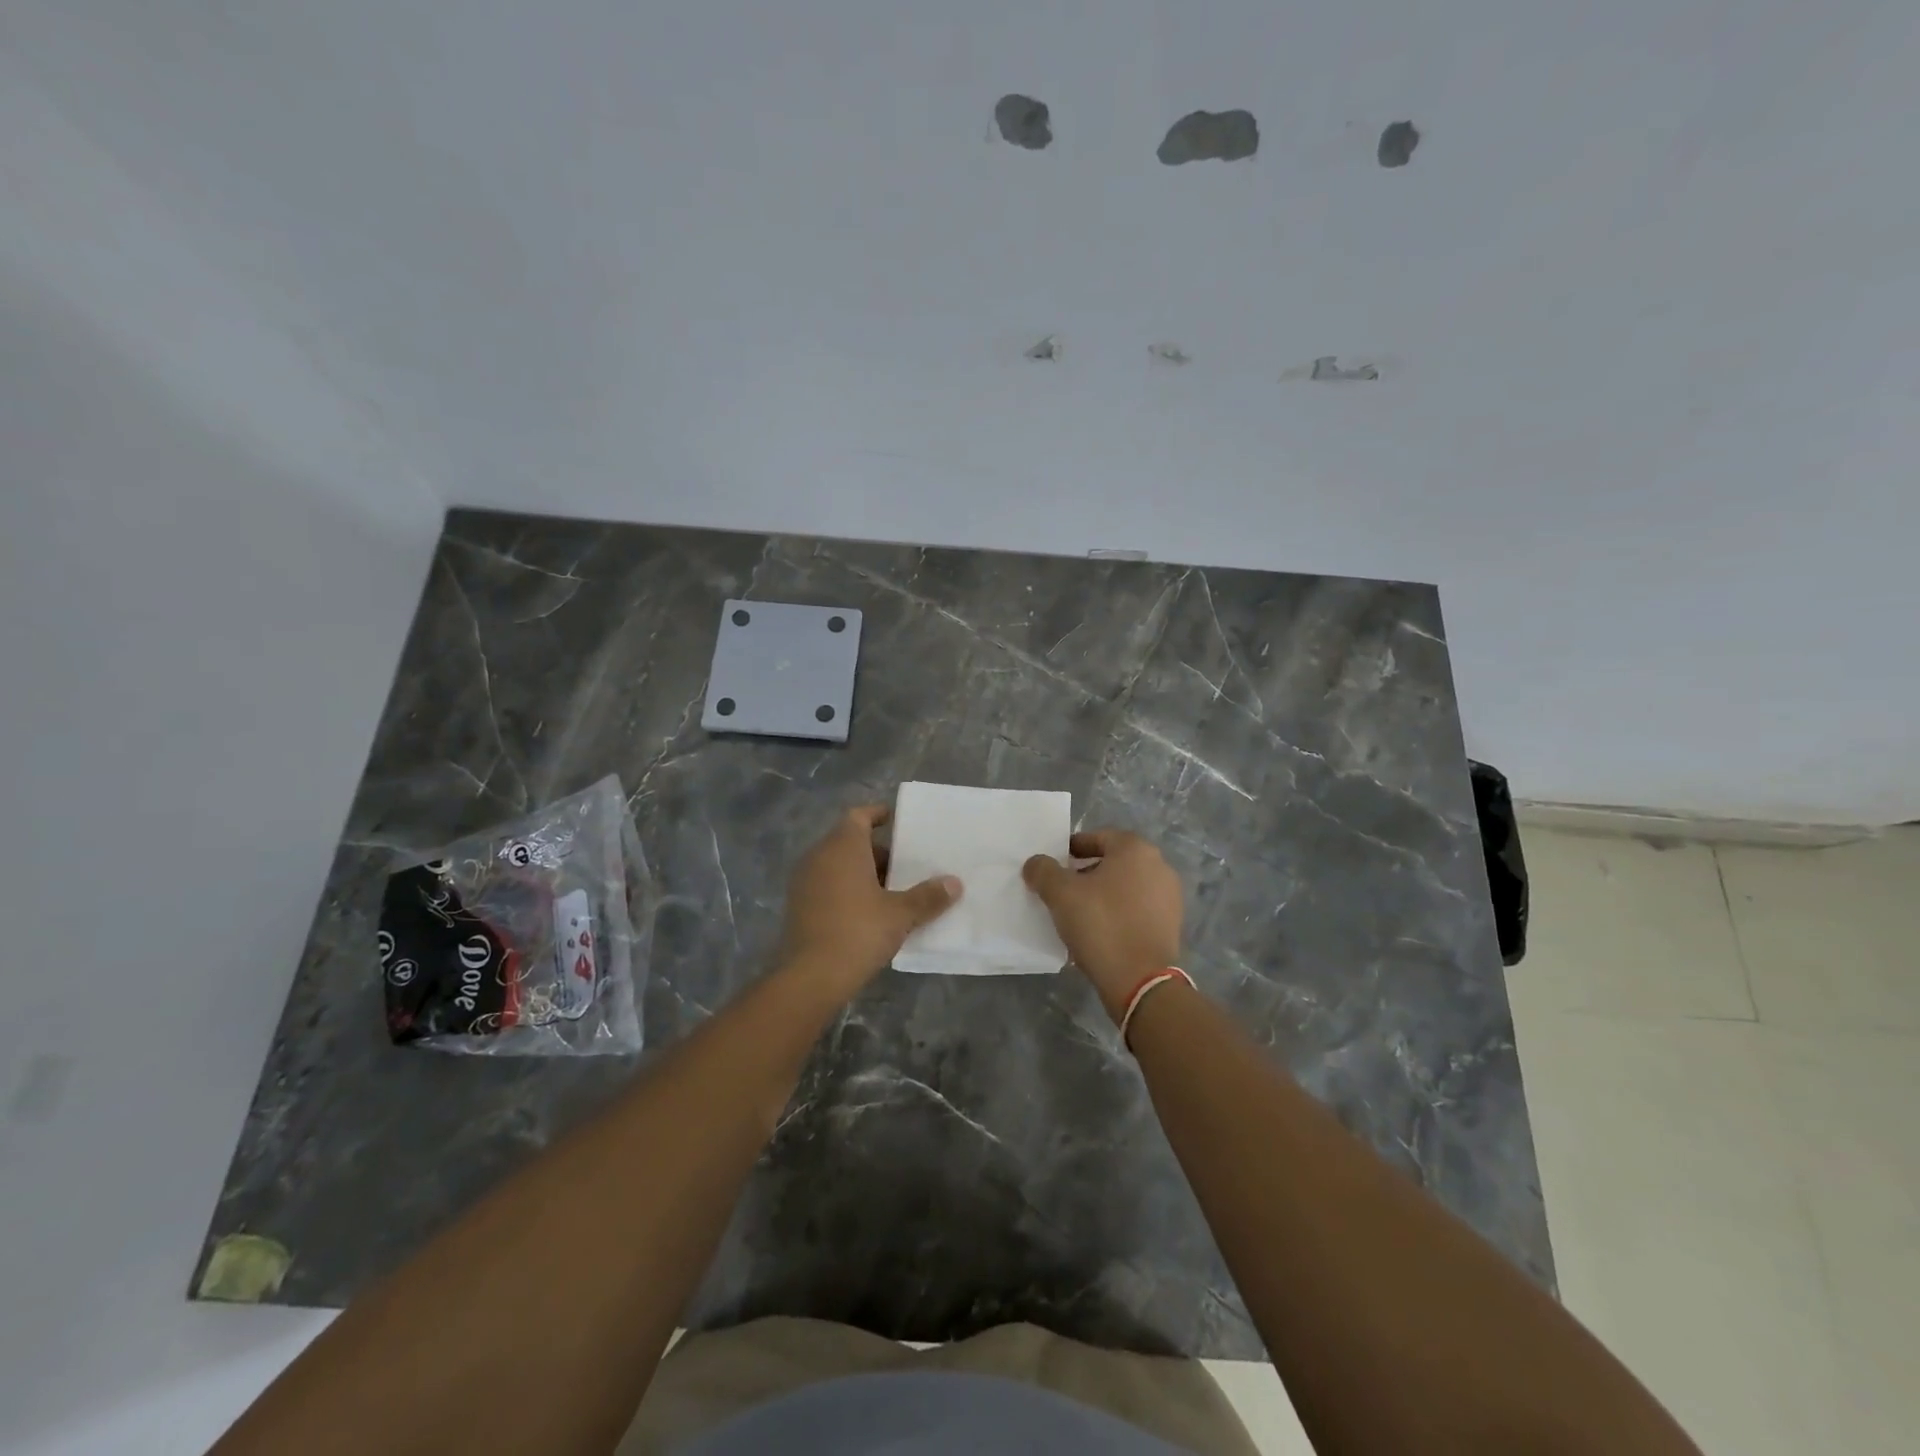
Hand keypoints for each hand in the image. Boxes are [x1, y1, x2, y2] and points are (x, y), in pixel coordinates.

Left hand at [777, 805, 961, 996]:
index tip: (899, 820)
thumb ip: (928, 896)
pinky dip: (848, 890)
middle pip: (850, 841)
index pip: (859, 815)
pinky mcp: (799, 907)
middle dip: (879, 851)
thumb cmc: (858, 932)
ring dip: (864, 873)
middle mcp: (818, 856)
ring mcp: (804, 882)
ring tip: (894, 891)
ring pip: (838, 865)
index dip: (879, 815)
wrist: (809, 978)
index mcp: (842, 847)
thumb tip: (954, 883)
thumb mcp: (900, 914)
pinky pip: (828, 886)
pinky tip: (870, 913)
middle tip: (907, 865)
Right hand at [1023, 829, 1183, 1020]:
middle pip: (1113, 862)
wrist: (1140, 981)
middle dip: (1086, 872)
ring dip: (1102, 894)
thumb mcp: (1060, 894)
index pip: (1097, 838)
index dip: (1071, 849)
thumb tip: (1035, 863)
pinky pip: (1137, 909)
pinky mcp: (1171, 924)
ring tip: (1078, 913)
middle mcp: (1159, 866)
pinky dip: (1118, 913)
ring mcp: (1170, 896)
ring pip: (1126, 886)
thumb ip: (1043, 870)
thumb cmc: (1101, 925)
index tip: (1053, 865)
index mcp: (1135, 849)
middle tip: (1062, 889)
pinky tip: (1100, 931)